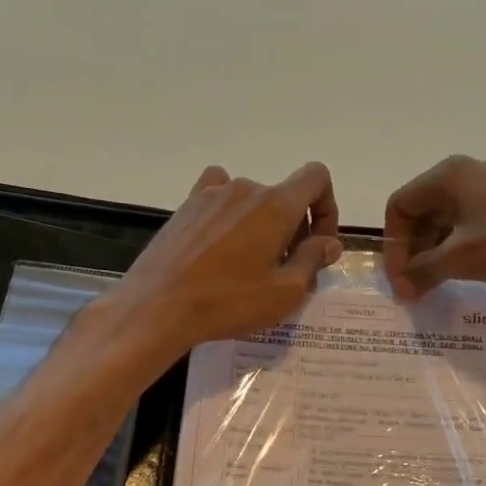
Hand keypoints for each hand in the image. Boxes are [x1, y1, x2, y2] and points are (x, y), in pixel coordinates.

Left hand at [113, 163, 341, 364]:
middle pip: (284, 196)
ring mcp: (211, 194)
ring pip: (253, 202)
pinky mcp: (186, 207)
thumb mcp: (285, 292)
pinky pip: (219, 197)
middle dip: (295, 228)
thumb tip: (328, 242)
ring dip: (262, 226)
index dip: (327, 207)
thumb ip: (313, 260)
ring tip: (250, 267)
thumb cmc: (228, 302)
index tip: (318, 244)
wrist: (158, 307)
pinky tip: (221, 243)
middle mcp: (245, 189)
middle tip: (286, 271)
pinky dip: (230, 214)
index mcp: (276, 205)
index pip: (316, 178)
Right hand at [383, 156, 485, 298]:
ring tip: (439, 281)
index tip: (400, 277)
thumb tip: (400, 288)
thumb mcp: (458, 259)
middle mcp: (469, 172)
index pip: (400, 205)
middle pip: (423, 210)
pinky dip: (461, 244)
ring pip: (449, 217)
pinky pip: (473, 221)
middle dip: (414, 248)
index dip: (393, 243)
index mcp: (448, 175)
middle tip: (416, 283)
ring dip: (437, 249)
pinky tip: (468, 269)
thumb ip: (421, 271)